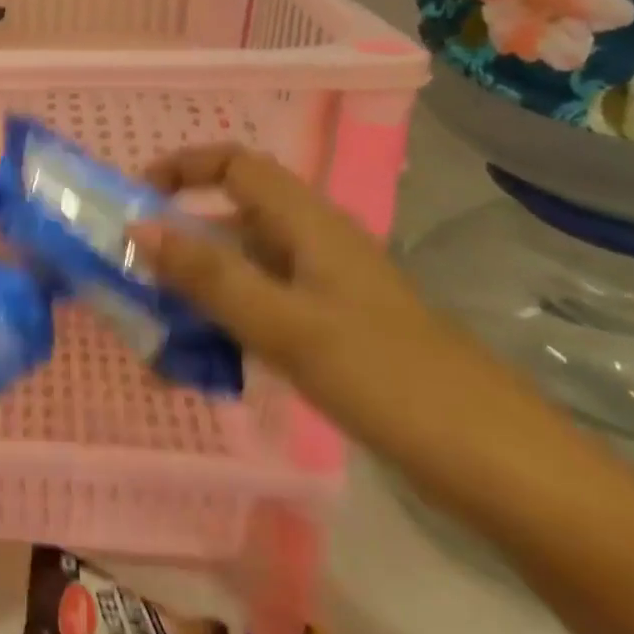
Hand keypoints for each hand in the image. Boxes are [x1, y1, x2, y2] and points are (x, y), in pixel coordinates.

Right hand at [128, 143, 458, 422]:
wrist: (501, 468)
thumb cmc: (390, 381)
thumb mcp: (286, 325)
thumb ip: (209, 276)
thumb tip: (137, 228)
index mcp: (309, 225)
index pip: (235, 165)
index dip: (181, 168)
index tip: (133, 201)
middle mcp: (314, 246)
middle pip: (231, 218)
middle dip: (176, 240)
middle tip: (131, 278)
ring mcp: (324, 291)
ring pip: (242, 270)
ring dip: (195, 291)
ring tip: (155, 335)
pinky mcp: (331, 331)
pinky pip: (261, 310)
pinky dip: (224, 325)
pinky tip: (203, 367)